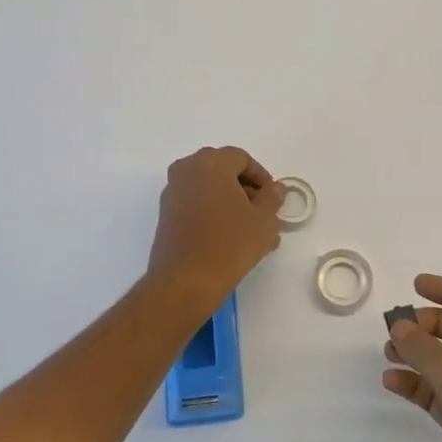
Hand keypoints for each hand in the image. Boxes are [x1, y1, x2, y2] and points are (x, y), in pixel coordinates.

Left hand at [144, 147, 284, 305]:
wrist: (184, 283)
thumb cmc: (229, 245)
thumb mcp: (264, 220)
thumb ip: (272, 198)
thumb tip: (275, 188)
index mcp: (211, 162)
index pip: (242, 159)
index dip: (262, 177)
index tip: (273, 200)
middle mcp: (186, 169)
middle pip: (223, 170)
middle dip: (245, 189)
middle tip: (262, 212)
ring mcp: (172, 192)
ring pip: (208, 188)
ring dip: (230, 202)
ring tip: (249, 229)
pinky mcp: (165, 214)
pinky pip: (195, 203)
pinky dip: (212, 212)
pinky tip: (228, 237)